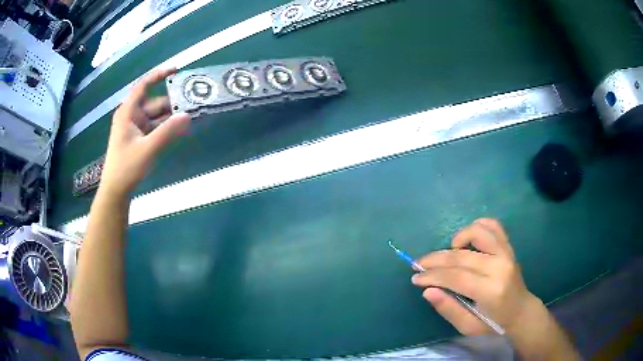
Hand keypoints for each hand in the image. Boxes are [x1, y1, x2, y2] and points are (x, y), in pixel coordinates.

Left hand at [100, 68, 190, 196]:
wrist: (116, 190)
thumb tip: (188, 116)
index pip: (143, 86)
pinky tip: (179, 129)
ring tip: (191, 115)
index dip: (158, 75)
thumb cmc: (126, 167)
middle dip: (172, 103)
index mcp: (128, 112)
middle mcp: (132, 116)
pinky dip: (166, 128)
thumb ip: (168, 132)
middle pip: (154, 103)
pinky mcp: (139, 138)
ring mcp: (135, 128)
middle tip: (193, 102)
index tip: (177, 69)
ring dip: (171, 117)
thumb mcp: (148, 149)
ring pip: (156, 116)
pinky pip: (155, 127)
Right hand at [412, 218, 579, 358]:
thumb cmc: (494, 323)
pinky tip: (467, 239)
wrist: (521, 311)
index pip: (456, 277)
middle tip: (419, 264)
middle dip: (435, 259)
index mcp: (491, 291)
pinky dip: (477, 227)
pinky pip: (493, 226)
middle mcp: (500, 267)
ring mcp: (506, 253)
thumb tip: (427, 291)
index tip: (415, 277)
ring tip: (449, 252)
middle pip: (461, 256)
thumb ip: (448, 309)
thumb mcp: (468, 326)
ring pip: (478, 232)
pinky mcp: (509, 247)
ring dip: (458, 239)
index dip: (432, 275)